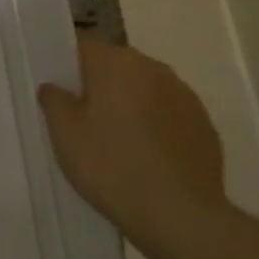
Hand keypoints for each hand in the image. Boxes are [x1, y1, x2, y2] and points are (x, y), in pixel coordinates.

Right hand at [38, 33, 228, 251]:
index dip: (67, 64)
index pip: (84, 46)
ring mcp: (184, 95)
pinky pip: (167, 113)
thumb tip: (54, 86)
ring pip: (144, 88)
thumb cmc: (110, 165)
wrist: (179, 213)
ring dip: (128, 103)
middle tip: (80, 118)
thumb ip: (54, 100)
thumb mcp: (64, 134)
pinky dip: (153, 125)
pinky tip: (143, 155)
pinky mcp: (203, 123)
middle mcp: (154, 69)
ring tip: (114, 139)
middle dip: (98, 84)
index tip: (57, 90)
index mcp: (116, 64)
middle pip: (116, 65)